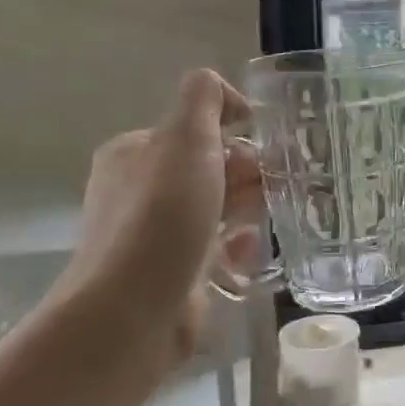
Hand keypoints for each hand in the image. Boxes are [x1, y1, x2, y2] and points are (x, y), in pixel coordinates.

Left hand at [56, 70, 262, 337]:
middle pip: (210, 170)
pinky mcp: (174, 274)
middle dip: (247, 177)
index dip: (234, 136)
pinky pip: (216, 250)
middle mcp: (140, 190)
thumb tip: (228, 96)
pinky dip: (237, 249)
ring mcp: (155, 235)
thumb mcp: (186, 139)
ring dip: (247, 212)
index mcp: (134, 152)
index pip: (196, 130)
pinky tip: (248, 256)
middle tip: (270, 192)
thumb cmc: (162, 217)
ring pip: (218, 210)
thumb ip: (204, 100)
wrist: (135, 308)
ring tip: (263, 224)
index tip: (263, 154)